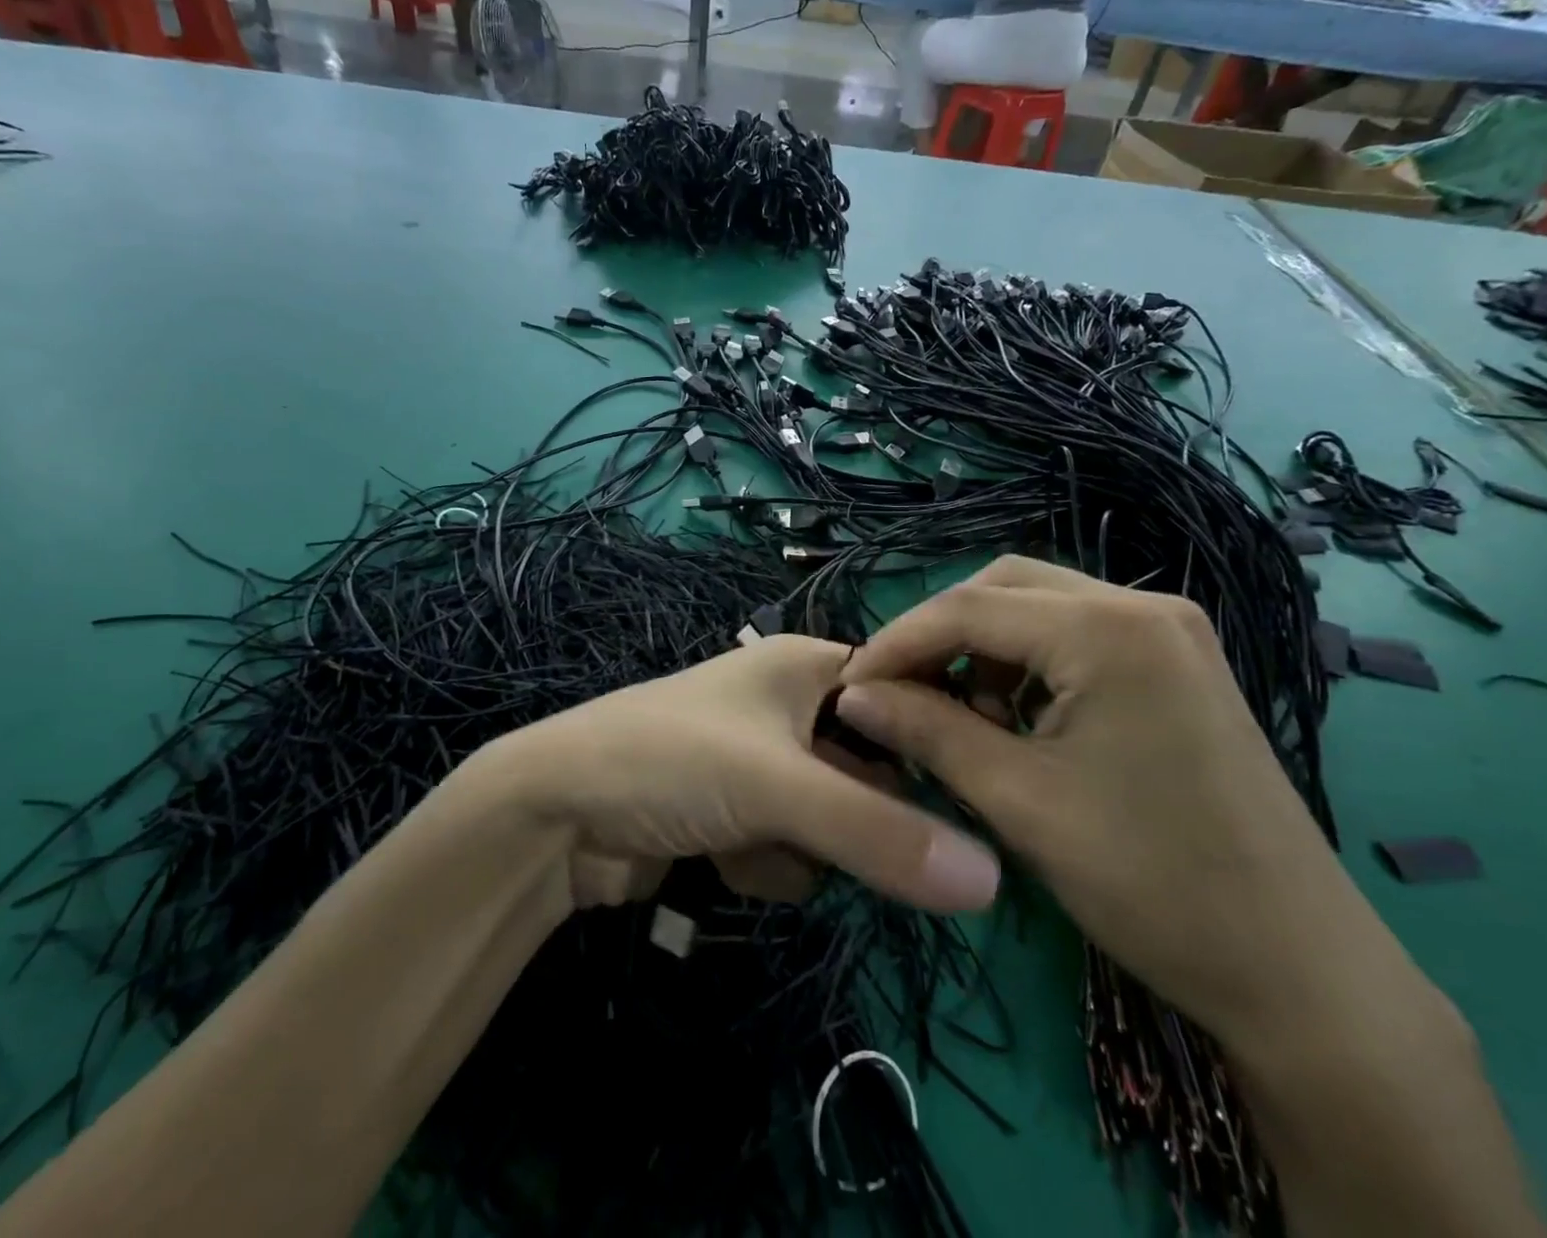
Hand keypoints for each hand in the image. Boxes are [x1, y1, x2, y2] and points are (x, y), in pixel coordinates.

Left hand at [477, 635, 1000, 914]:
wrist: (554, 816)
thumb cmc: (670, 762)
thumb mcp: (778, 787)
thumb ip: (881, 833)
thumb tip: (992, 881)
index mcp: (804, 666)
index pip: (900, 693)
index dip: (931, 740)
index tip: (968, 794)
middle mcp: (789, 706)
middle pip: (872, 768)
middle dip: (855, 816)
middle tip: (834, 837)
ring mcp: (762, 764)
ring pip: (835, 820)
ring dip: (802, 847)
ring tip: (748, 840)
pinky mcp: (738, 814)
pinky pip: (791, 847)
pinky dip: (766, 863)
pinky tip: (718, 858)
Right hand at [834, 557, 1394, 1047]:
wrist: (1299, 970)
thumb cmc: (1151, 883)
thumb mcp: (1018, 801)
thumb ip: (926, 732)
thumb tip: (853, 695)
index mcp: (1108, 629)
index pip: (968, 607)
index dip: (897, 642)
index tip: (850, 687)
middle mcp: (1143, 605)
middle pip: (1003, 587)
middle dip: (940, 634)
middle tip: (898, 691)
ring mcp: (1168, 632)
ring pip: (1038, 607)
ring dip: (983, 647)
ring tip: (958, 715)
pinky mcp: (1176, 663)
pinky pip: (1076, 635)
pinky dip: (1027, 663)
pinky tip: (1014, 718)